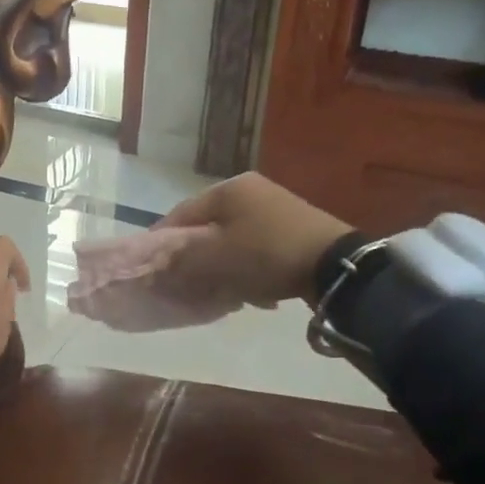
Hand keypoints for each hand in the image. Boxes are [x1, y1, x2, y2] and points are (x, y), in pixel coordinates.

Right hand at [154, 174, 351, 309]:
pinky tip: (251, 292)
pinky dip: (246, 268)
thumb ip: (178, 261)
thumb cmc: (265, 255)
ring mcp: (275, 208)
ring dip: (220, 267)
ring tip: (219, 293)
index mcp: (228, 189)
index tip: (150, 268)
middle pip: (207, 228)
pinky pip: (256, 249)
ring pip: (231, 240)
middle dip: (194, 258)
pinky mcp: (294, 229)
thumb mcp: (214, 259)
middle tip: (185, 284)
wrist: (334, 266)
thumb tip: (151, 268)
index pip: (180, 214)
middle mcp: (250, 191)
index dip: (162, 242)